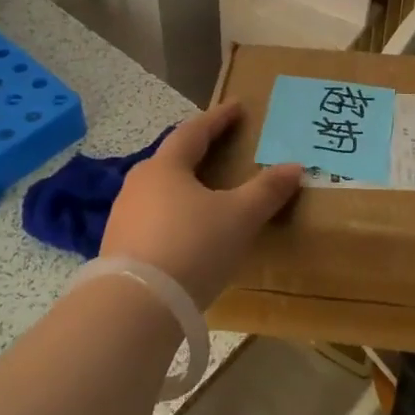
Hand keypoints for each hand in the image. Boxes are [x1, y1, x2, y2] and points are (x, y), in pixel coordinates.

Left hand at [100, 103, 302, 307]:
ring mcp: (123, 216)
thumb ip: (266, 190)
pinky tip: (185, 231)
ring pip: (159, 190)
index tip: (236, 106)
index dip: (218, 118)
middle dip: (197, 150)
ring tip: (205, 192)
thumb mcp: (239, 217)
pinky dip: (173, 215)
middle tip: (220, 146)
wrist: (134, 308)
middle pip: (172, 158)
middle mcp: (139, 184)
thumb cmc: (192, 247)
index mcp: (166, 167)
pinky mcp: (118, 248)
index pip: (194, 131)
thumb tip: (295, 166)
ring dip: (183, 185)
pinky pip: (152, 219)